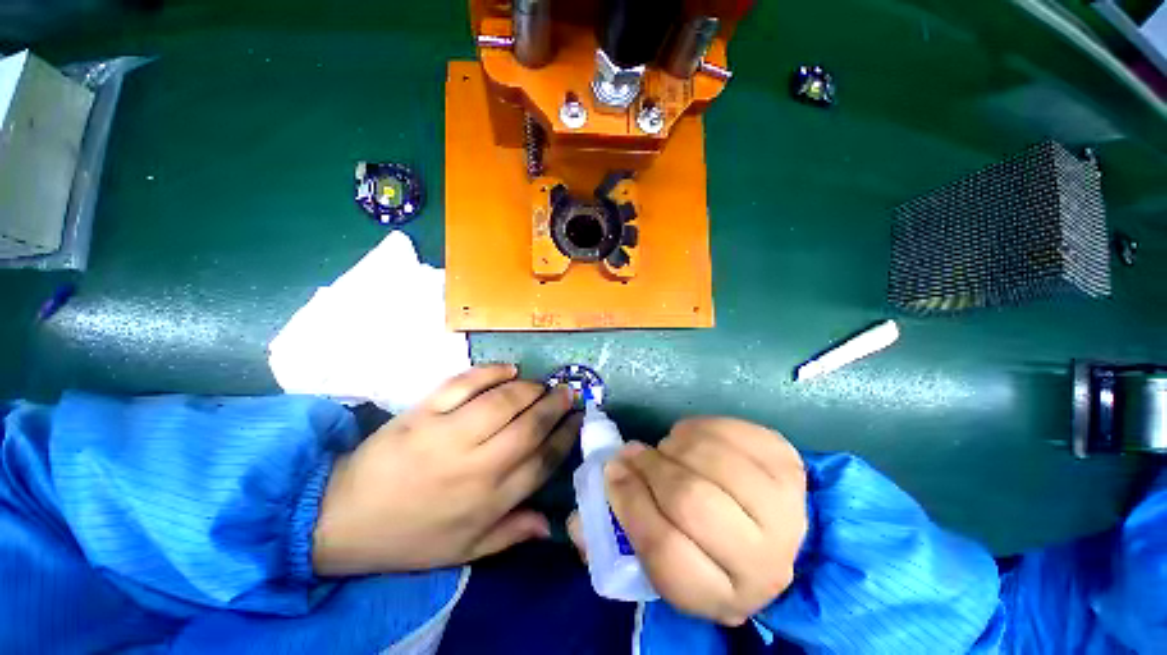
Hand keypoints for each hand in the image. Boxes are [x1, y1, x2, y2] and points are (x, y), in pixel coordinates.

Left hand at [312, 364, 580, 575]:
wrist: (341, 518)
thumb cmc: (409, 537)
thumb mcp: (463, 551)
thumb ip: (510, 535)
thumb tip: (550, 524)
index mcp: (489, 501)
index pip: (542, 461)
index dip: (566, 436)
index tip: (578, 419)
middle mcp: (476, 466)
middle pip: (529, 427)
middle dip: (555, 406)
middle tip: (567, 392)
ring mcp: (448, 435)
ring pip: (503, 402)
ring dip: (529, 388)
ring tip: (540, 384)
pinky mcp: (423, 413)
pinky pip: (464, 384)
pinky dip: (491, 372)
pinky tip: (509, 369)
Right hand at [598, 418, 806, 625]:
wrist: (770, 524)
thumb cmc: (708, 544)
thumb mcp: (666, 558)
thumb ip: (618, 539)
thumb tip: (576, 522)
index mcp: (724, 593)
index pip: (664, 551)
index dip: (629, 505)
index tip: (611, 474)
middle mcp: (765, 559)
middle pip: (690, 501)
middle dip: (649, 468)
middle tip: (631, 453)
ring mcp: (784, 505)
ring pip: (709, 459)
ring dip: (674, 446)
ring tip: (665, 449)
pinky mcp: (787, 462)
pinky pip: (727, 430)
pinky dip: (698, 427)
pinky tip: (692, 439)